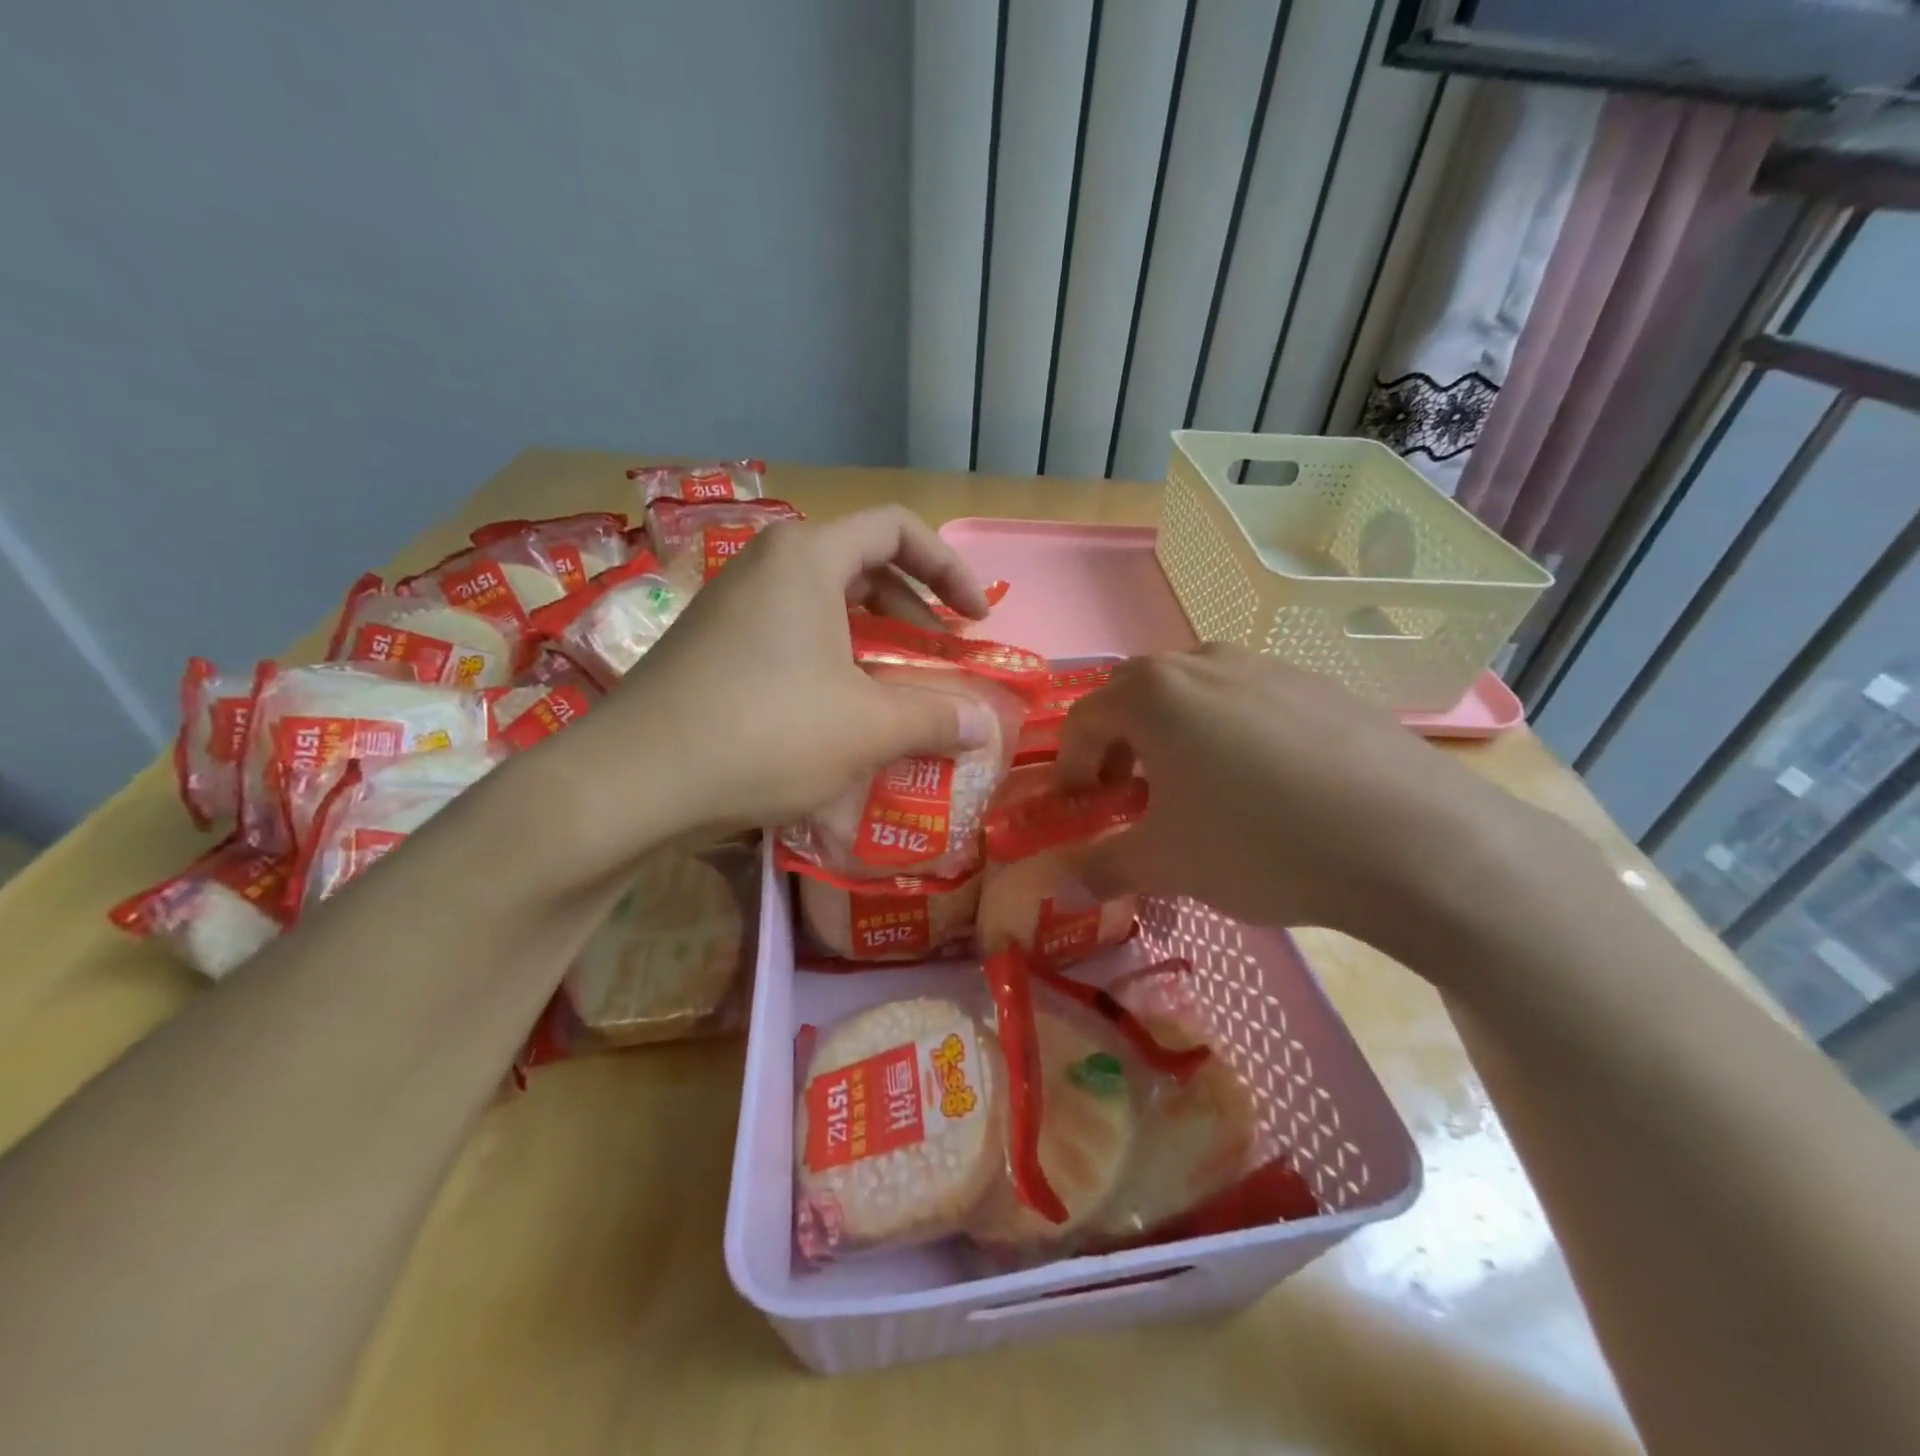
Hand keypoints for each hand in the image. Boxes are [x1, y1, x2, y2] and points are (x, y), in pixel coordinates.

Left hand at [557, 507, 996, 857]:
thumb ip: (935, 717)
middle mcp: (766, 564)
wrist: (633, 781)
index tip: (976, 618)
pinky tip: (839, 712)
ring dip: (872, 640)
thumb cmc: (766, 733)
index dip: (950, 568)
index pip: (897, 528)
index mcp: (808, 557)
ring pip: (823, 604)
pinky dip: (831, 660)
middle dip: (913, 609)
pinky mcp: (710, 645)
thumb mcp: (867, 727)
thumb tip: (984, 724)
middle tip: (941, 656)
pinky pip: (789, 634)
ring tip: (898, 689)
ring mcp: (731, 604)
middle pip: (861, 564)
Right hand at [1055, 645, 1549, 953]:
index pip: (1084, 718)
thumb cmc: (1257, 842)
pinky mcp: (1318, 686)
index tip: (1080, 807)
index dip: (1070, 765)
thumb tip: (1067, 882)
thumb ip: (1104, 867)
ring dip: (1174, 733)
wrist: (1408, 839)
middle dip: (1118, 741)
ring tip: (1194, 787)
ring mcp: (1266, 666)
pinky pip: (1249, 700)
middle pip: (1135, 693)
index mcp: (1153, 693)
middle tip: (1128, 792)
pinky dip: (1229, 732)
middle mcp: (1203, 661)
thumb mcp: (1166, 864)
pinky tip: (1262, 785)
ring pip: (1195, 691)